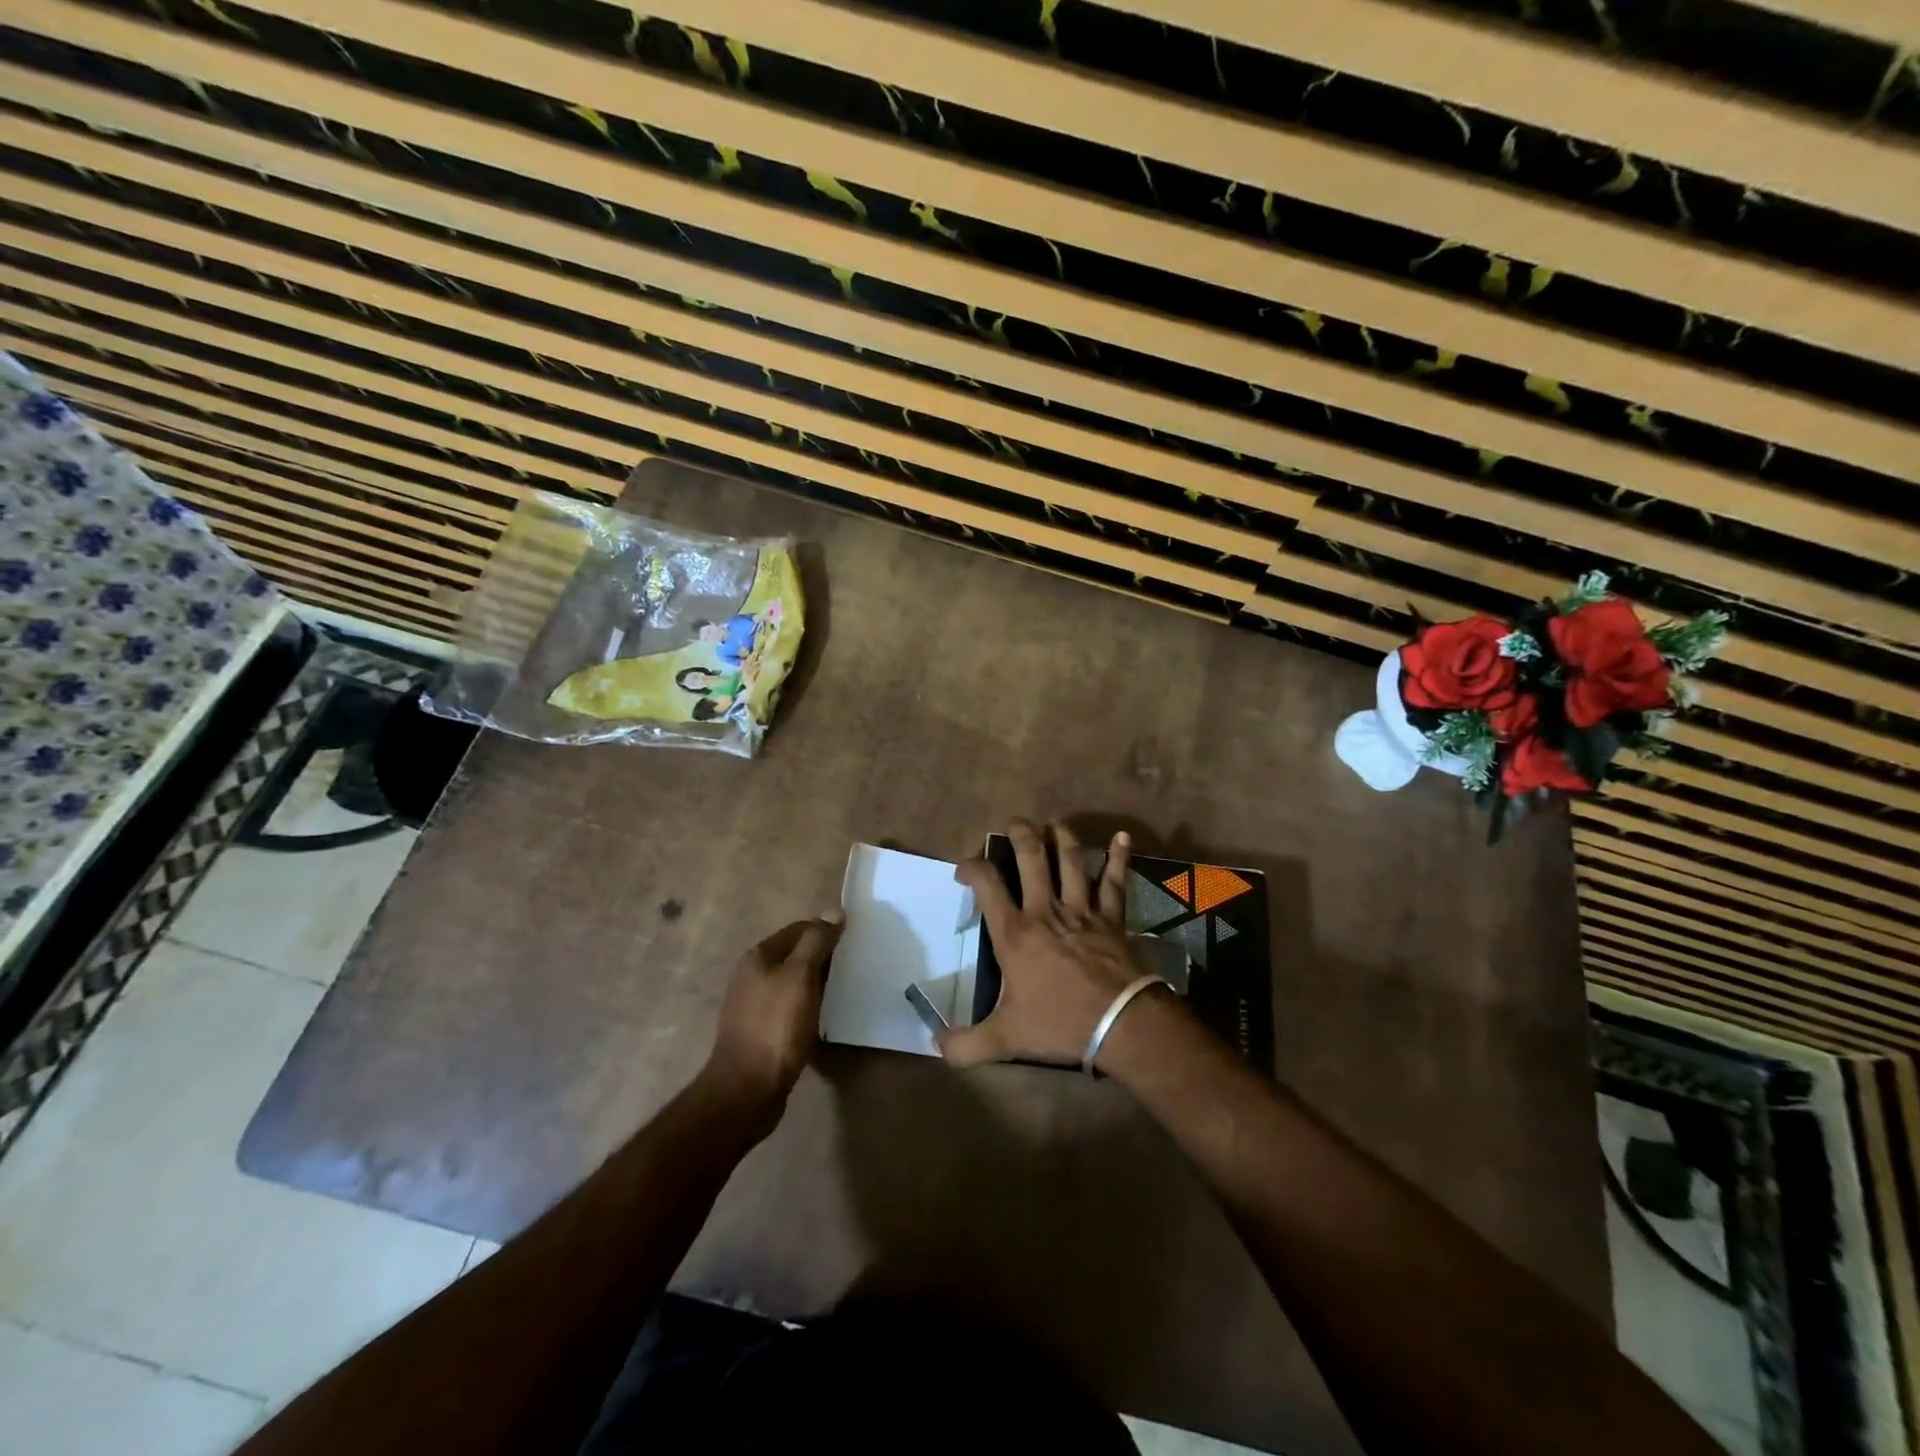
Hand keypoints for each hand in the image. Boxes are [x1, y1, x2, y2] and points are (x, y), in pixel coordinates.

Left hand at [701, 913, 842, 1112]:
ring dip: (817, 983)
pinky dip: (808, 1005)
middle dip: (823, 957)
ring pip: (793, 982)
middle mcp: (752, 975)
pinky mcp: (760, 1030)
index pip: (800, 929)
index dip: (826, 932)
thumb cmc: (776, 1027)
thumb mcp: (800, 977)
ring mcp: (753, 1004)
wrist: (746, 1090)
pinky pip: (790, 1007)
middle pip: (795, 954)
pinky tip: (824, 1016)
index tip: (854, 942)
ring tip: (844, 989)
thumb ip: (816, 942)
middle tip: (854, 965)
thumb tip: (834, 912)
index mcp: (758, 956)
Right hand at [938, 820, 1154, 1069]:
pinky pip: (1115, 882)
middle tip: (1014, 824)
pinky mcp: (1111, 917)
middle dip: (1020, 834)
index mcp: (1015, 933)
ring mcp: (1082, 910)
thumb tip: (935, 1046)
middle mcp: (1045, 910)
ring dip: (1062, 837)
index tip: (963, 869)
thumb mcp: (1005, 1039)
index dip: (971, 867)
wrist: (1121, 1024)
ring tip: (1055, 823)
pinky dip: (1119, 858)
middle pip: (1031, 858)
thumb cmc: (1059, 1024)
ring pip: (1071, 860)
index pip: (986, 883)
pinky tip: (1123, 837)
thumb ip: (966, 1044)